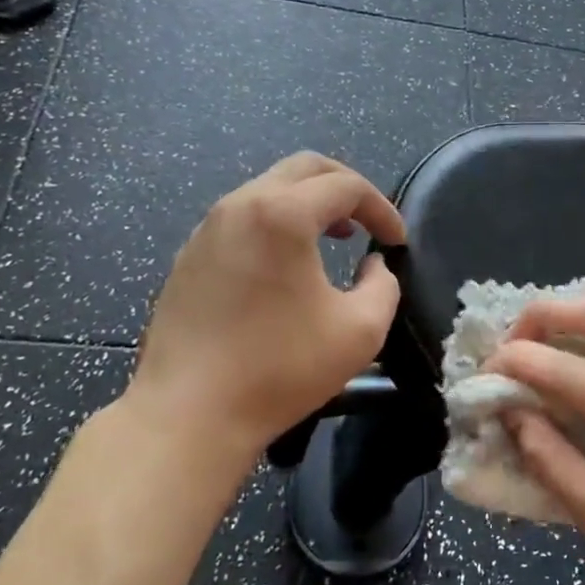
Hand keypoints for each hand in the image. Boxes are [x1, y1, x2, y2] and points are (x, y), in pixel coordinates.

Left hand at [124, 153, 405, 467]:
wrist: (188, 416)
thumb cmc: (279, 369)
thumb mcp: (361, 331)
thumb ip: (384, 286)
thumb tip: (372, 267)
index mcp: (282, 214)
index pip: (346, 186)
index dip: (381, 209)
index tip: (397, 242)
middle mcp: (241, 205)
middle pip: (304, 168)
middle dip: (345, 187)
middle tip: (367, 221)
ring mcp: (208, 229)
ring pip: (269, 188)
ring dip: (308, 203)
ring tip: (332, 238)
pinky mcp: (189, 255)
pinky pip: (242, 217)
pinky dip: (276, 223)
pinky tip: (285, 265)